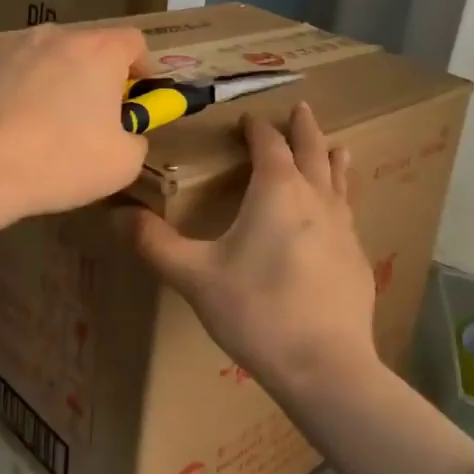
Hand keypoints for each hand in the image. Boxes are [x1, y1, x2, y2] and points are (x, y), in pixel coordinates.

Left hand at [0, 24, 151, 218]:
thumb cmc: (61, 160)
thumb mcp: (123, 164)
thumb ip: (135, 139)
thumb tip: (126, 134)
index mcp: (98, 50)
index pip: (133, 41)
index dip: (141, 67)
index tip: (136, 95)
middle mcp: (54, 36)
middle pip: (85, 48)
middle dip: (92, 76)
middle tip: (89, 117)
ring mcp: (8, 47)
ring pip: (42, 59)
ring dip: (50, 82)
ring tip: (40, 125)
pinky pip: (5, 75)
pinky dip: (12, 94)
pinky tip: (3, 131)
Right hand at [133, 102, 379, 392]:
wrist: (326, 365)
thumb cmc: (256, 311)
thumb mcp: (196, 277)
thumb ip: (155, 243)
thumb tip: (115, 214)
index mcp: (277, 191)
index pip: (268, 145)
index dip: (257, 129)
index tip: (248, 119)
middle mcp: (315, 199)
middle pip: (311, 151)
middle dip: (303, 129)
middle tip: (302, 108)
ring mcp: (343, 227)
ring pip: (338, 180)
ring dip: (332, 159)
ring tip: (339, 146)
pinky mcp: (357, 258)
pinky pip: (348, 214)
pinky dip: (342, 199)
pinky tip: (341, 215)